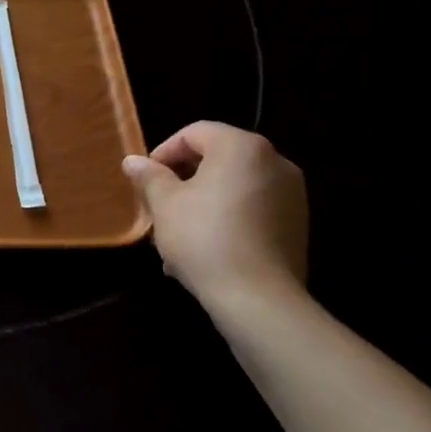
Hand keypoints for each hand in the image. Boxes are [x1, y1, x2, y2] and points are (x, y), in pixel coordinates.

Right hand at [124, 121, 308, 308]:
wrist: (258, 298)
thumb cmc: (204, 238)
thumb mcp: (165, 204)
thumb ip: (149, 176)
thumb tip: (133, 161)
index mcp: (242, 147)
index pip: (195, 133)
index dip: (164, 152)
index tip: (146, 179)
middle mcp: (274, 162)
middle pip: (217, 158)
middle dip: (183, 180)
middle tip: (159, 206)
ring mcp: (291, 194)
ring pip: (234, 187)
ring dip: (203, 202)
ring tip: (177, 234)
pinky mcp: (297, 224)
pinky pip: (252, 209)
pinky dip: (227, 219)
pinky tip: (205, 249)